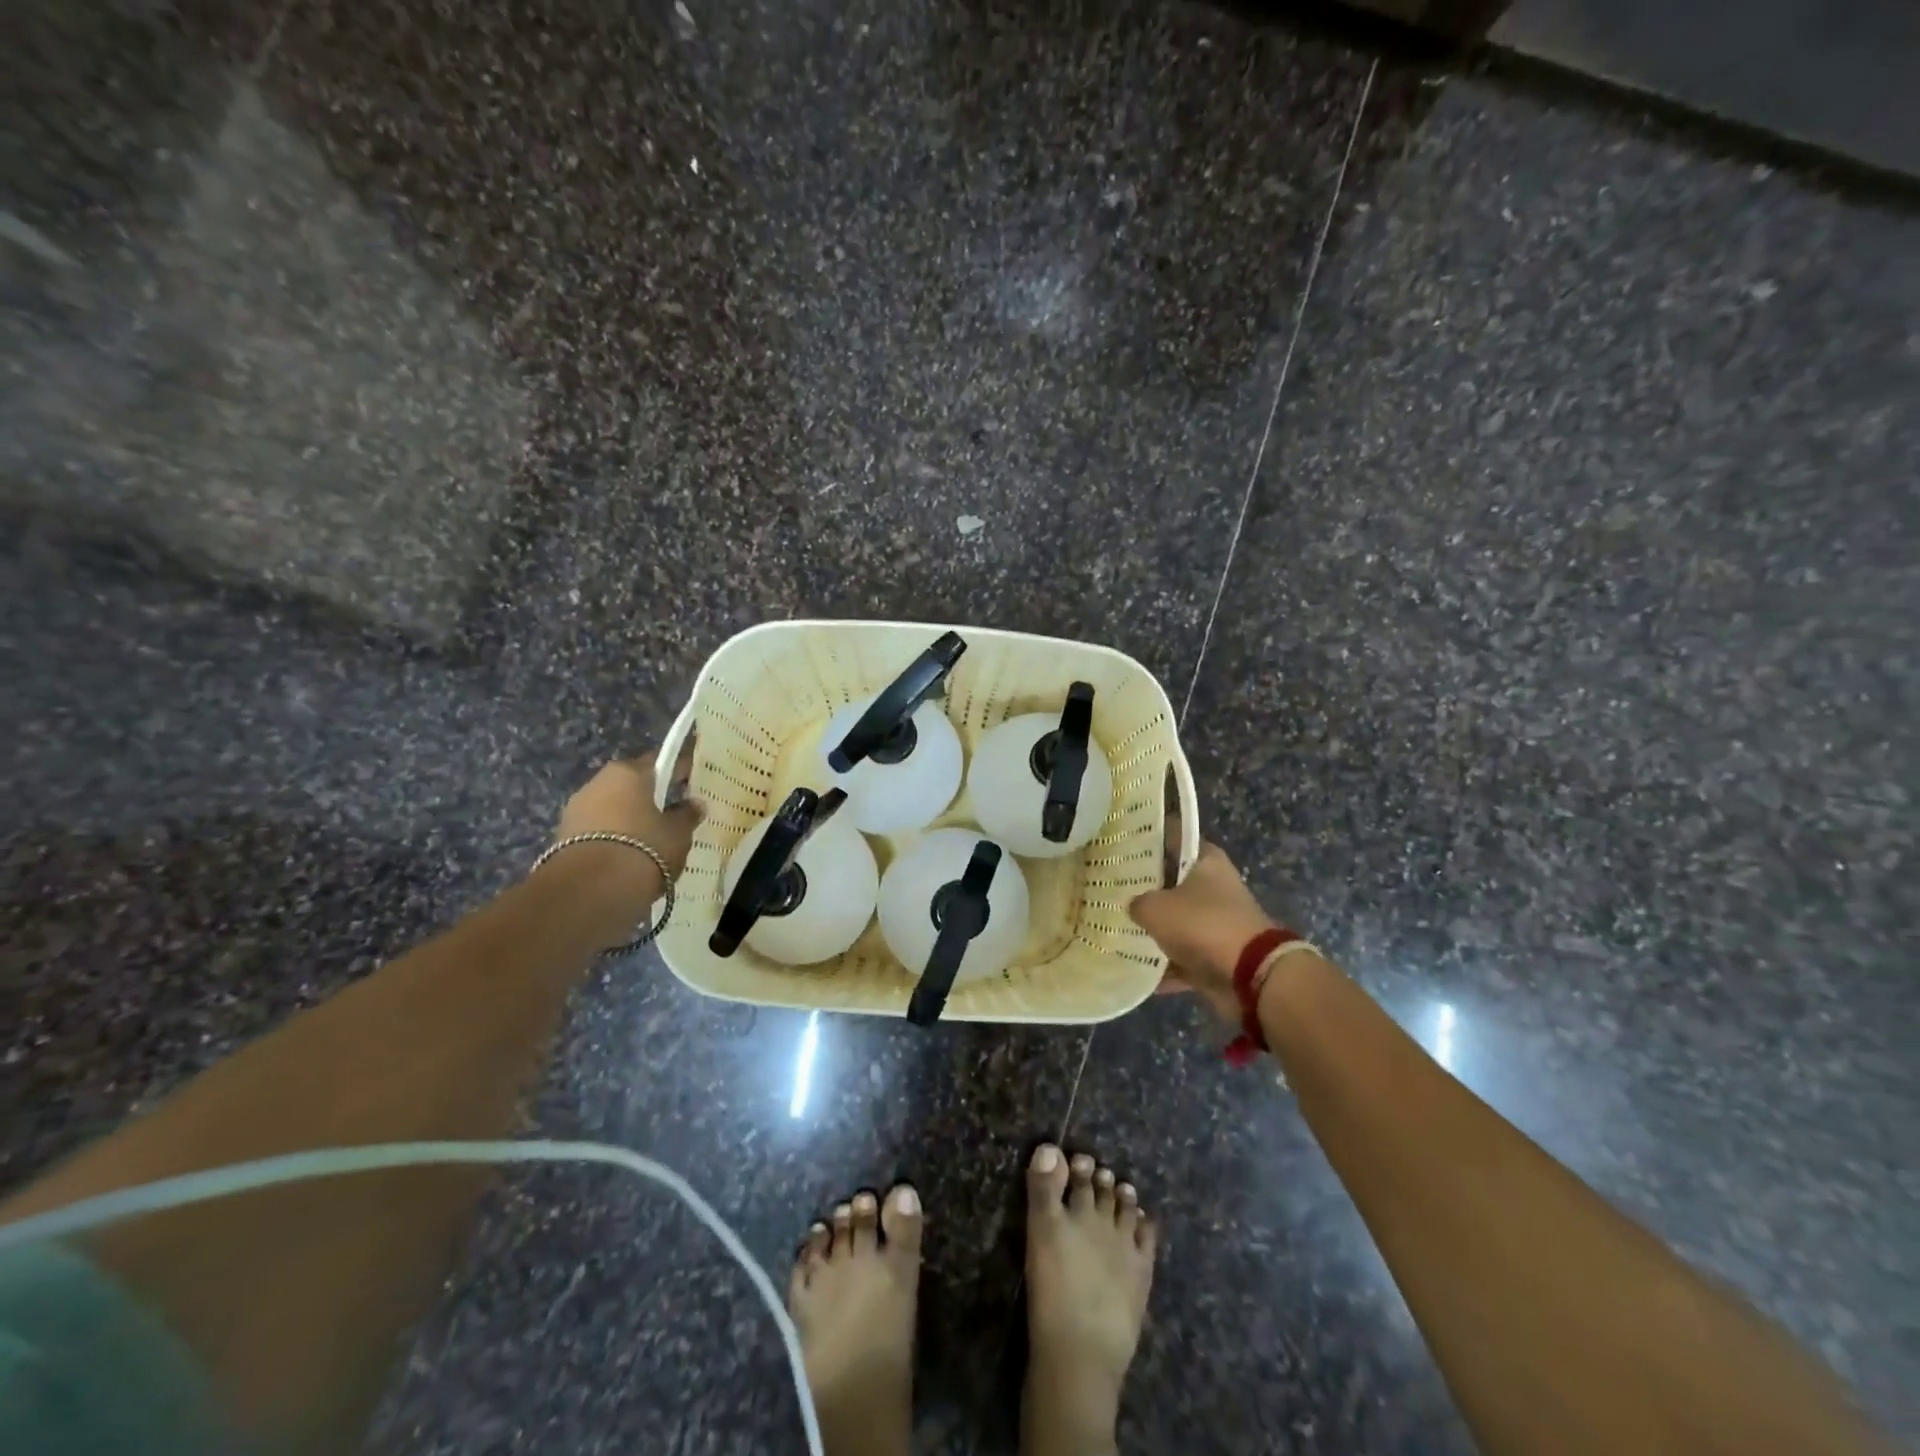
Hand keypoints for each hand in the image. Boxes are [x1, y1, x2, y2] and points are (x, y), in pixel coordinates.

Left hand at [556, 751, 703, 875]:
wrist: (590, 891)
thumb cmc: (644, 848)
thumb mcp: (678, 833)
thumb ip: (687, 815)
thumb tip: (695, 804)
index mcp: (628, 772)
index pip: (659, 762)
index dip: (678, 771)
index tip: (692, 783)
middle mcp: (598, 782)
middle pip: (631, 785)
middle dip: (650, 797)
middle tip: (671, 815)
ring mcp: (576, 809)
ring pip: (612, 808)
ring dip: (629, 819)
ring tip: (650, 842)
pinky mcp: (563, 837)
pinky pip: (598, 830)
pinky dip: (614, 838)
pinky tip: (629, 857)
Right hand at [1129, 840, 1275, 1025]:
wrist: (1250, 976)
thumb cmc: (1202, 925)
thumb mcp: (1156, 907)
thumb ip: (1137, 903)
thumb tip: (1133, 907)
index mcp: (1206, 861)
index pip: (1174, 836)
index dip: (1149, 836)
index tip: (1122, 839)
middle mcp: (1213, 887)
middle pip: (1171, 881)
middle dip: (1144, 887)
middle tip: (1110, 886)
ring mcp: (1215, 923)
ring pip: (1175, 920)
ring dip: (1152, 928)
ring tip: (1115, 927)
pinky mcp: (1215, 955)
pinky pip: (1181, 956)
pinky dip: (1163, 965)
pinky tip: (1133, 968)